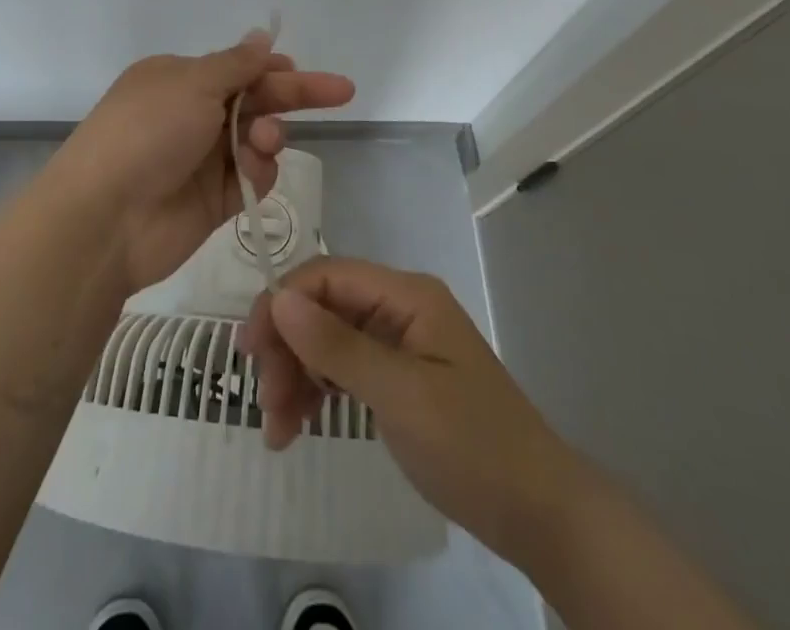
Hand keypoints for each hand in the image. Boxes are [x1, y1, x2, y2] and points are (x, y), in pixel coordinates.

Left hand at [57, 31, 355, 292]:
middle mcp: (191, 115)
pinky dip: (259, 171)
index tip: (300, 69)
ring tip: (264, 140)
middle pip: (254, 100)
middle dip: (293, 95)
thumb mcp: (192, 84)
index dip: (272, 68)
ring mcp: (203, 159)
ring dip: (269, 134)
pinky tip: (253, 170)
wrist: (106, 218)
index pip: (237, 68)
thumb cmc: (147, 133)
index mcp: (179, 79)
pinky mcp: (215, 199)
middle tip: (341, 92)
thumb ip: (236, 64)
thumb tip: (262, 35)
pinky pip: (253, 177)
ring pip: (258, 138)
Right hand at [241, 257, 571, 564]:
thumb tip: (279, 299)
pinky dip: (316, 393)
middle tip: (266, 403)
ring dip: (296, 376)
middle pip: (323, 308)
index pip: (328, 276)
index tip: (251, 349)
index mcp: (406, 295)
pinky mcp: (396, 378)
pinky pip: (342, 371)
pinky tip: (296, 427)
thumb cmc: (472, 444)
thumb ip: (337, 346)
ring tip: (277, 430)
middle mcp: (398, 308)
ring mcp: (397, 344)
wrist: (538, 512)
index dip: (284, 302)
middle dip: (288, 348)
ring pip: (326, 341)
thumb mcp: (401, 395)